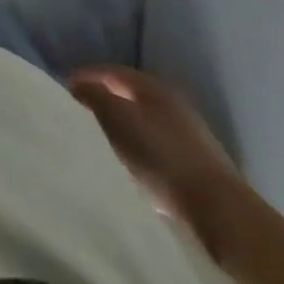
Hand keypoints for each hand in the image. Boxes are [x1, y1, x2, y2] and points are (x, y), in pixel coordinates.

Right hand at [68, 65, 245, 241]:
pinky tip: (134, 165)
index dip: (85, 77)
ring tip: (103, 142)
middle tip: (80, 115)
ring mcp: (191, 134)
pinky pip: (158, 146)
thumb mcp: (115, 118)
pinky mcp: (199, 164)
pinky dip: (141, 149)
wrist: (220, 211)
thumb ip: (93, 96)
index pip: (110, 71)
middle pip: (129, 95)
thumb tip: (79, 86)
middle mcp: (174, 103)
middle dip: (104, 101)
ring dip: (123, 127)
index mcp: (153, 86)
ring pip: (144, 121)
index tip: (64, 92)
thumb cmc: (160, 156)